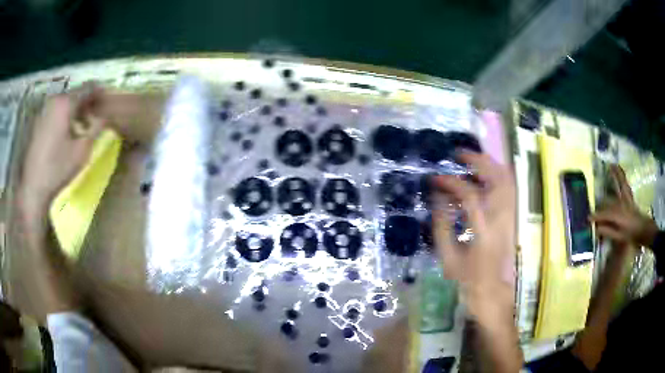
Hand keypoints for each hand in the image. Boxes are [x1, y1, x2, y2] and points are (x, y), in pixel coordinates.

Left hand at [19, 84, 106, 215]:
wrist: (33, 188)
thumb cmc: (58, 169)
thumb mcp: (82, 150)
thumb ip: (97, 128)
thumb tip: (106, 115)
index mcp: (66, 102)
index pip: (89, 87)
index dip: (100, 92)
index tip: (107, 103)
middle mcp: (54, 99)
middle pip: (76, 93)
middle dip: (86, 103)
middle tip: (93, 118)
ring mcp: (44, 109)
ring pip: (65, 101)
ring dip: (74, 110)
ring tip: (79, 127)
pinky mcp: (38, 120)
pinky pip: (55, 110)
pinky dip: (63, 115)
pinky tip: (65, 132)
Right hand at [431, 152, 515, 322]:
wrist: (492, 291)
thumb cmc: (468, 278)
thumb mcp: (447, 257)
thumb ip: (441, 225)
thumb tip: (437, 197)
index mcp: (484, 233)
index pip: (470, 196)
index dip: (451, 182)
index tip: (435, 179)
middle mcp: (502, 220)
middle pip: (497, 179)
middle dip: (477, 161)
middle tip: (458, 154)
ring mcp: (510, 217)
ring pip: (507, 180)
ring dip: (489, 164)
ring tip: (470, 159)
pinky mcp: (511, 217)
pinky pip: (508, 187)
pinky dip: (496, 174)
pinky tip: (482, 174)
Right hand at [592, 165, 658, 247]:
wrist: (643, 230)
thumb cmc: (631, 235)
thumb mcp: (619, 237)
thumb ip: (608, 231)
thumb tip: (596, 227)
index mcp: (618, 215)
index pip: (604, 214)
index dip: (595, 216)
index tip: (587, 218)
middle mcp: (621, 203)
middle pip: (609, 201)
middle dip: (601, 202)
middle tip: (594, 203)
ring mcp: (626, 198)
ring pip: (620, 184)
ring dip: (615, 175)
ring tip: (610, 165)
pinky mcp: (629, 196)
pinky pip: (625, 183)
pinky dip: (621, 175)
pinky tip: (618, 168)